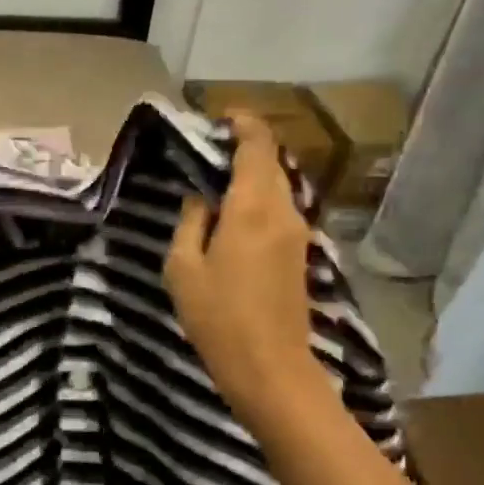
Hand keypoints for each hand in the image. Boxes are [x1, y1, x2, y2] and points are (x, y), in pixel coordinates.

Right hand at [165, 112, 334, 431]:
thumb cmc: (218, 317)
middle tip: (210, 150)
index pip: (258, 146)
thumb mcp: (183, 268)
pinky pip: (280, 210)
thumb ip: (191, 223)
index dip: (244, 123)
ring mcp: (297, 233)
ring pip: (278, 187)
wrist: (270, 367)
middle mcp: (284, 212)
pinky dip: (259, 199)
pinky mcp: (300, 255)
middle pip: (272, 163)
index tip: (221, 116)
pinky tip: (234, 215)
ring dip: (253, 176)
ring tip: (217, 181)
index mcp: (254, 207)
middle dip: (246, 148)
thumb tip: (202, 200)